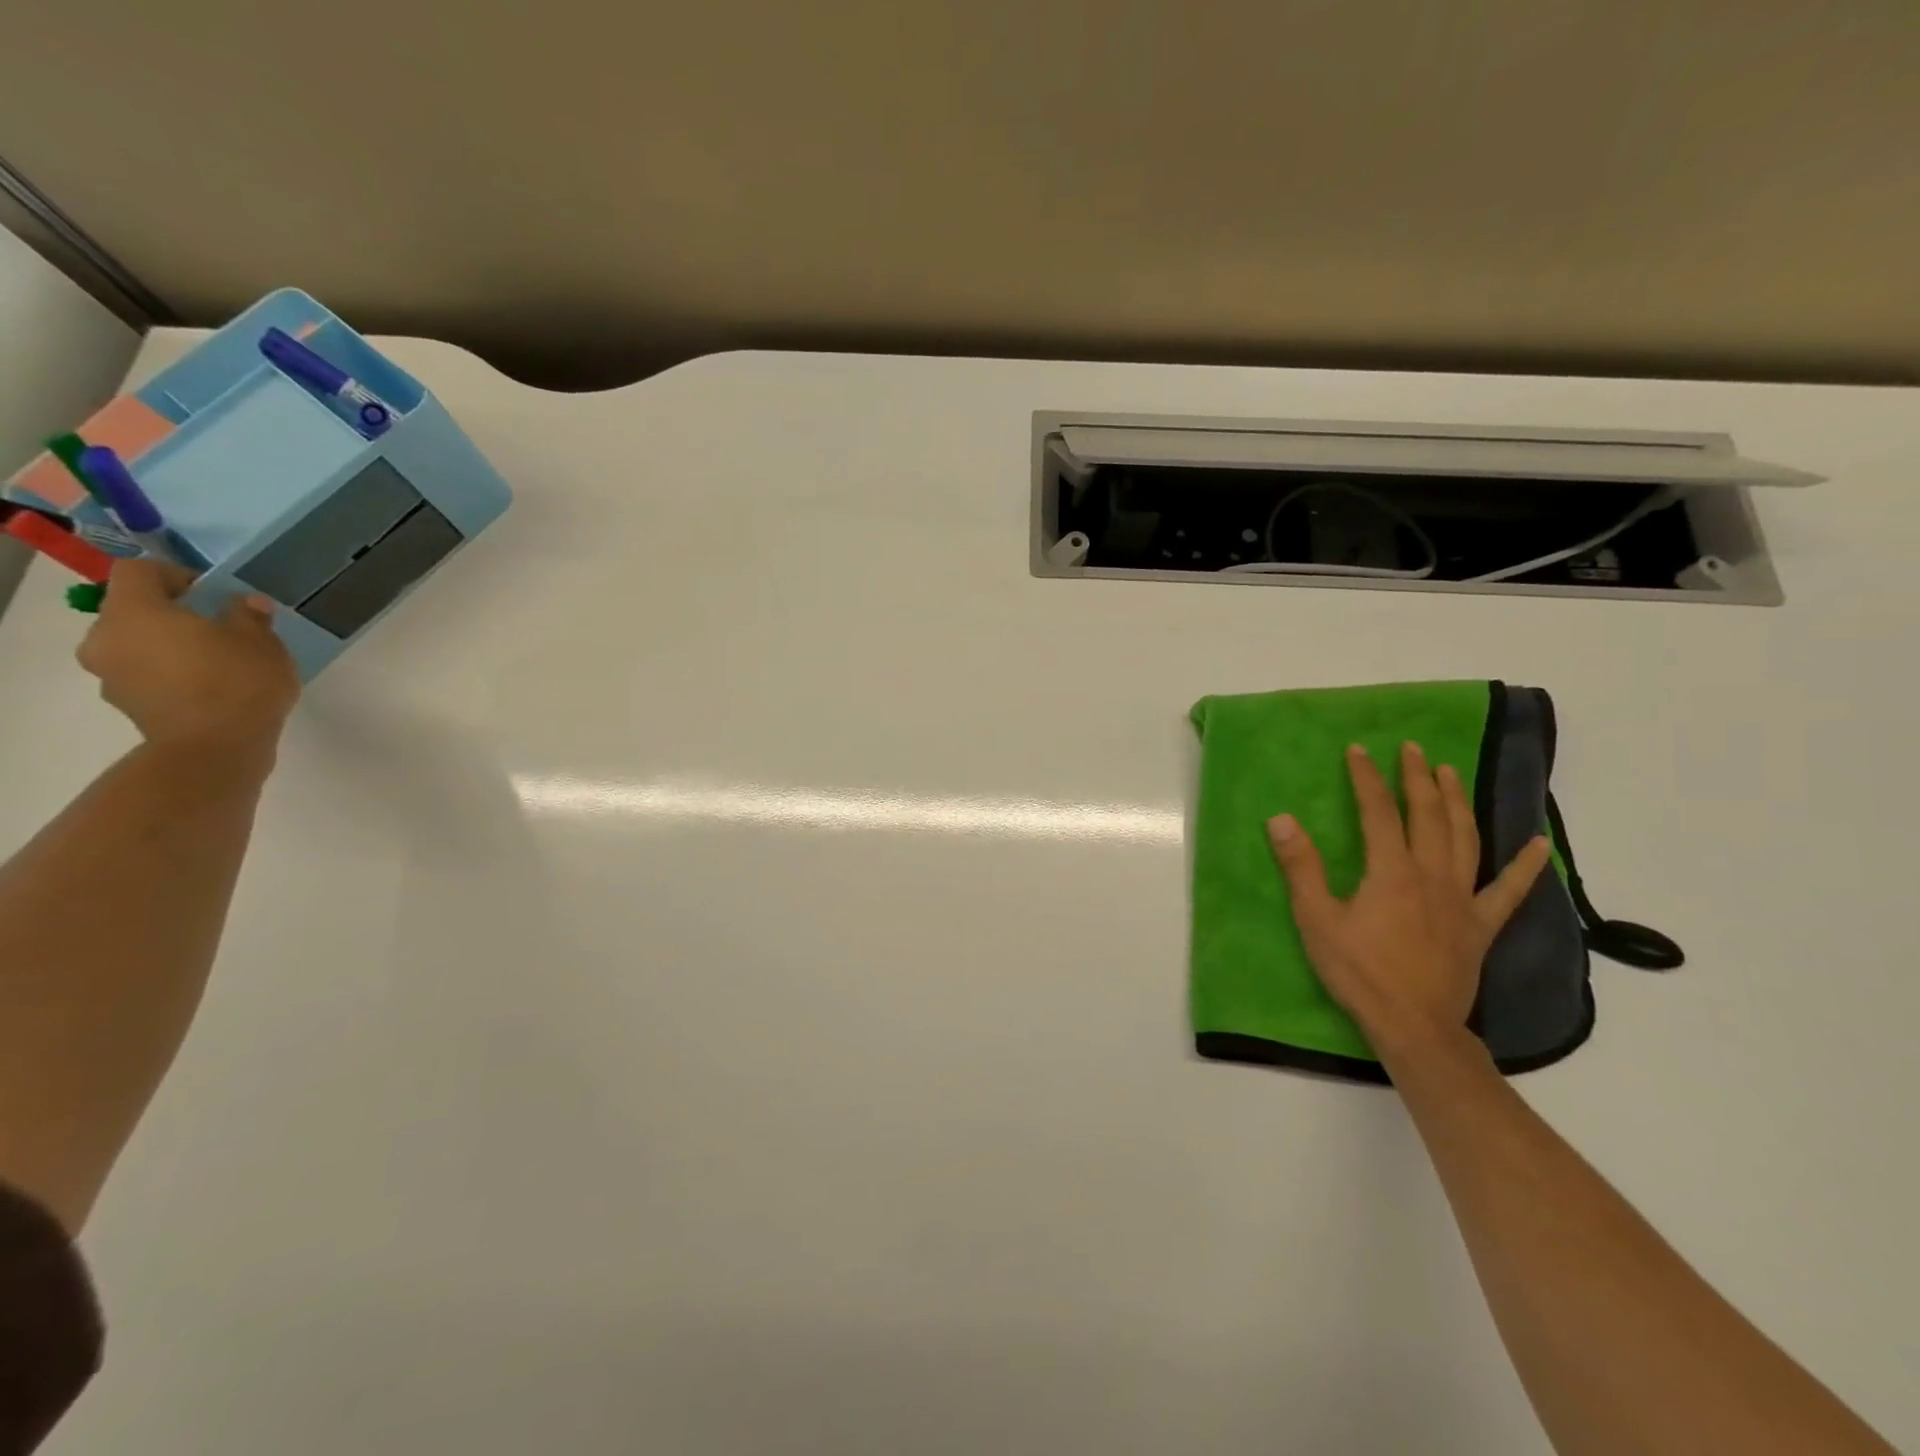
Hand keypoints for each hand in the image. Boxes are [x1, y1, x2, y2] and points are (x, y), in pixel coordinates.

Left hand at [77, 561, 299, 755]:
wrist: (215, 748)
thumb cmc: (238, 682)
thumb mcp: (261, 642)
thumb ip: (249, 616)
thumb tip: (245, 604)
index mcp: (135, 611)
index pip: (138, 571)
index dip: (176, 574)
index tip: (214, 593)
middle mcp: (106, 637)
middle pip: (133, 610)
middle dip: (173, 615)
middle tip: (220, 629)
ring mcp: (110, 673)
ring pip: (137, 644)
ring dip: (170, 646)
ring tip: (218, 662)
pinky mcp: (125, 702)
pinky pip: (144, 674)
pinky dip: (171, 674)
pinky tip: (210, 688)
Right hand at [1267, 742, 1551, 1057]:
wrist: (1413, 1025)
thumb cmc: (1359, 971)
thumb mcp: (1316, 919)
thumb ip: (1301, 867)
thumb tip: (1281, 819)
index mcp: (1392, 872)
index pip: (1379, 812)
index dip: (1367, 778)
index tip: (1358, 751)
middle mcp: (1432, 875)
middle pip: (1429, 815)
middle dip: (1417, 778)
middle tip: (1412, 749)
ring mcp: (1462, 899)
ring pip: (1465, 838)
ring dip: (1457, 801)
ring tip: (1450, 772)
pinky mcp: (1481, 925)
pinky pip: (1510, 890)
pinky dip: (1526, 866)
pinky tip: (1539, 844)